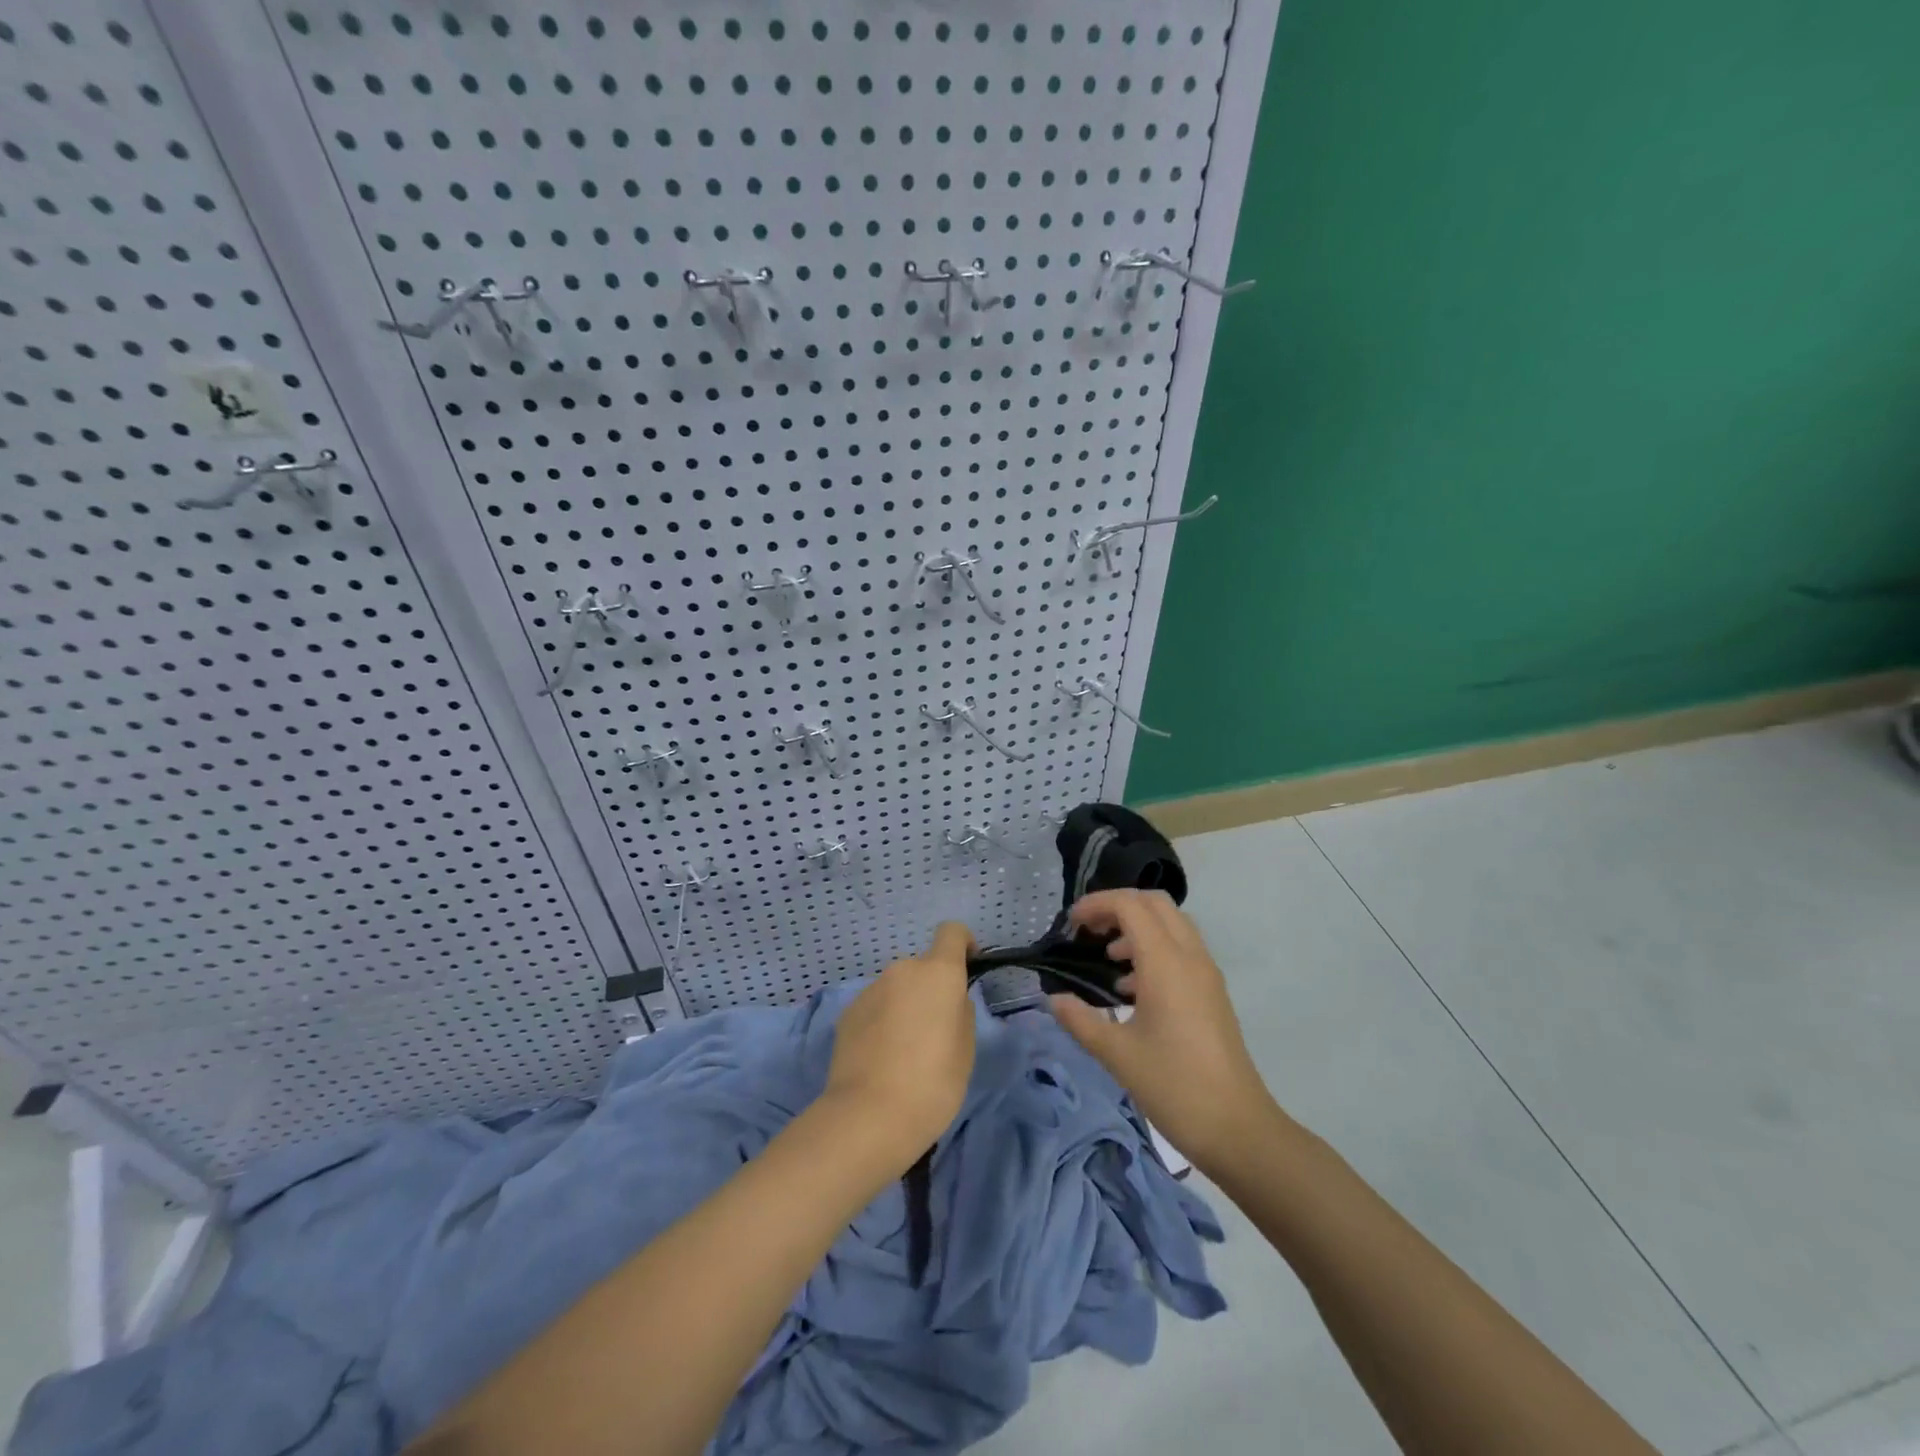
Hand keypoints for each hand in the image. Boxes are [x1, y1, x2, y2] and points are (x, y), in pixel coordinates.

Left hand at [823, 922, 976, 1168]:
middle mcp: (902, 970)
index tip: (968, 966)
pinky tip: (881, 1058)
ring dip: (905, 1005)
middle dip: (931, 989)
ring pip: (897, 988)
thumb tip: (951, 1003)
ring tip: (905, 1051)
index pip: (951, 932)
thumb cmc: (932, 1083)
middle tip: (936, 1031)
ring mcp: (871, 989)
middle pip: (923, 967)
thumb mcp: (965, 1051)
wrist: (868, 1116)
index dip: (963, 943)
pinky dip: (882, 1021)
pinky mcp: (847, 1012)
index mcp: (938, 973)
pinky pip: (875, 1006)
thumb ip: (961, 1014)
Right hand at [1050, 889, 1282, 1175]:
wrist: (1238, 1128)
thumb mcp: (1117, 1054)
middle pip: (1154, 903)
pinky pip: (1182, 949)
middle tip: (1089, 931)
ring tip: (1107, 958)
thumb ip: (1080, 1020)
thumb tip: (1054, 999)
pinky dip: (1154, 949)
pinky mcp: (1212, 992)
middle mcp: (1190, 957)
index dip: (1097, 904)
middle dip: (1118, 907)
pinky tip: (1131, 989)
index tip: (1071, 925)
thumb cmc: (1174, 1086)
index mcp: (1166, 963)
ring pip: (1171, 924)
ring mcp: (1206, 974)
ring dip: (1138, 927)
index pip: (1130, 906)